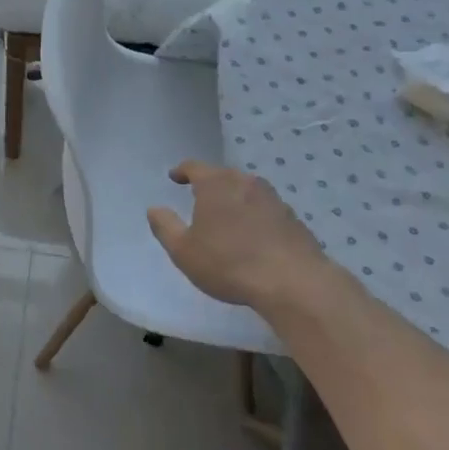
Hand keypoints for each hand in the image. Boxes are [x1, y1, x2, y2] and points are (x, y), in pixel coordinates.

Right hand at [146, 160, 334, 310]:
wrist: (294, 283)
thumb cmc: (229, 263)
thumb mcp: (184, 250)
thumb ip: (165, 226)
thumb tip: (154, 209)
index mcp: (216, 184)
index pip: (194, 167)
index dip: (182, 171)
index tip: (174, 177)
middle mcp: (245, 182)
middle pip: (223, 175)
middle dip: (210, 184)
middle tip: (199, 197)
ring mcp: (273, 198)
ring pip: (247, 190)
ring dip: (234, 199)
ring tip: (227, 216)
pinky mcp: (293, 218)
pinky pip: (265, 209)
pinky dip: (255, 215)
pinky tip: (253, 235)